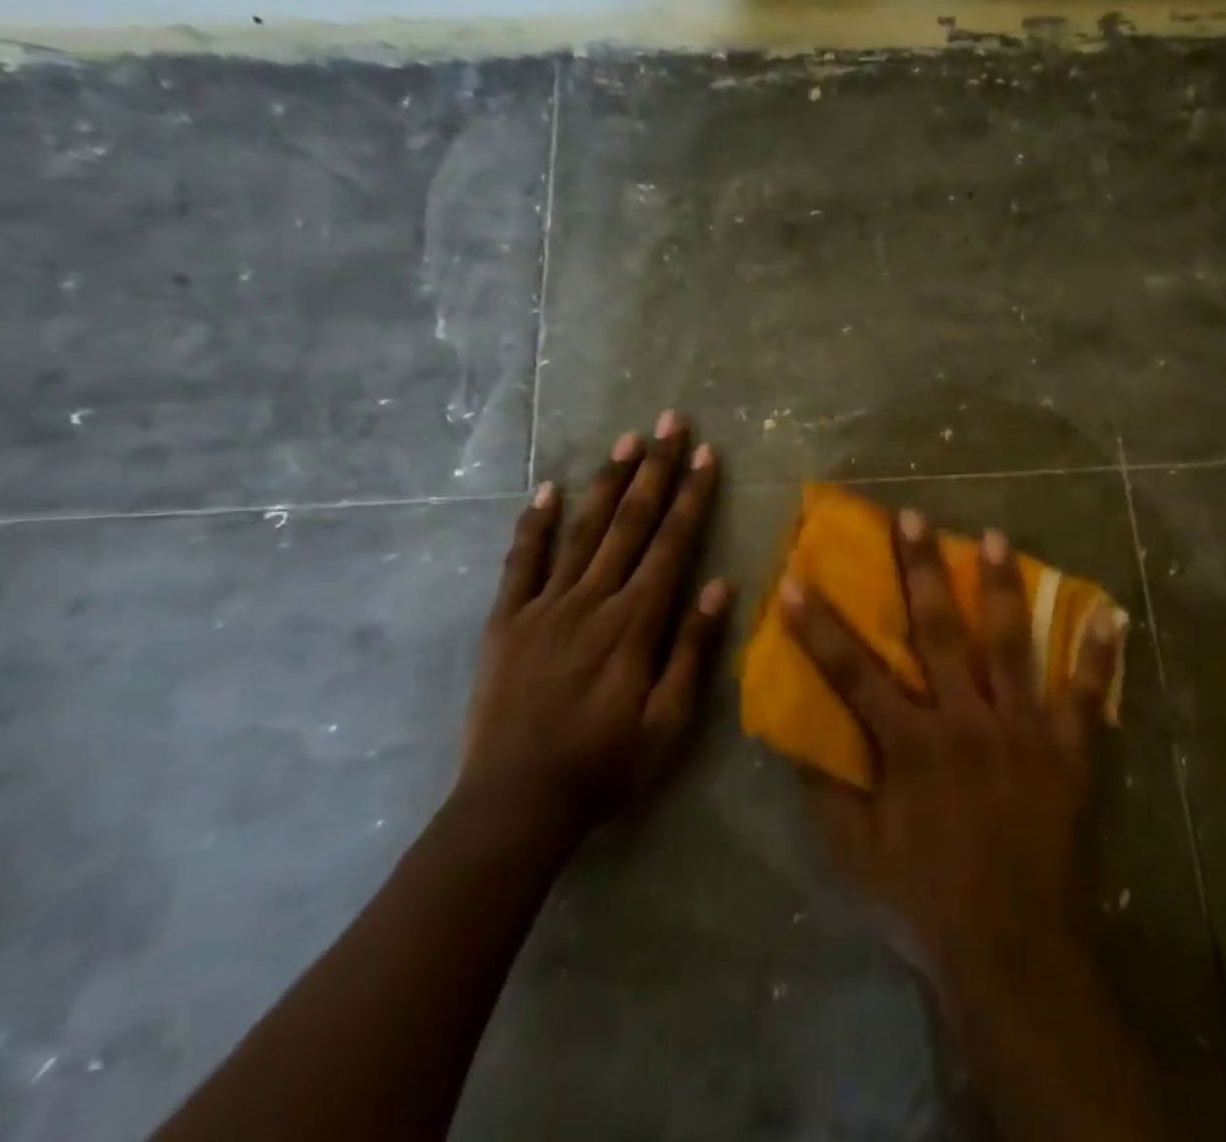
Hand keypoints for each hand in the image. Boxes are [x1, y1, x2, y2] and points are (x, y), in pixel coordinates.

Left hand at [459, 411, 733, 844]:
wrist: (515, 804)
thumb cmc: (605, 765)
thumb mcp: (668, 722)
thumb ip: (693, 649)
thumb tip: (719, 585)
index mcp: (635, 622)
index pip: (671, 543)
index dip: (691, 495)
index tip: (704, 454)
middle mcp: (592, 600)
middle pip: (630, 522)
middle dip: (654, 469)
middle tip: (669, 422)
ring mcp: (544, 606)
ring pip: (582, 530)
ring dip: (607, 482)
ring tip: (625, 440)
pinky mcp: (506, 621)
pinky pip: (521, 562)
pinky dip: (534, 524)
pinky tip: (547, 490)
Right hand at [779, 509, 1122, 998]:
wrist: (1015, 951)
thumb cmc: (928, 902)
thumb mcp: (856, 856)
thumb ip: (826, 792)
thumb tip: (796, 737)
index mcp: (912, 746)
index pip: (854, 673)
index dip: (820, 627)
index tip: (796, 579)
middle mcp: (967, 721)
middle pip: (939, 632)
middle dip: (921, 570)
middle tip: (913, 517)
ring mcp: (1024, 731)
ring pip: (1011, 644)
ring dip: (1001, 587)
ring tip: (994, 536)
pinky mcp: (1069, 750)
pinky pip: (1088, 694)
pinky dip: (1099, 653)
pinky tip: (1111, 612)